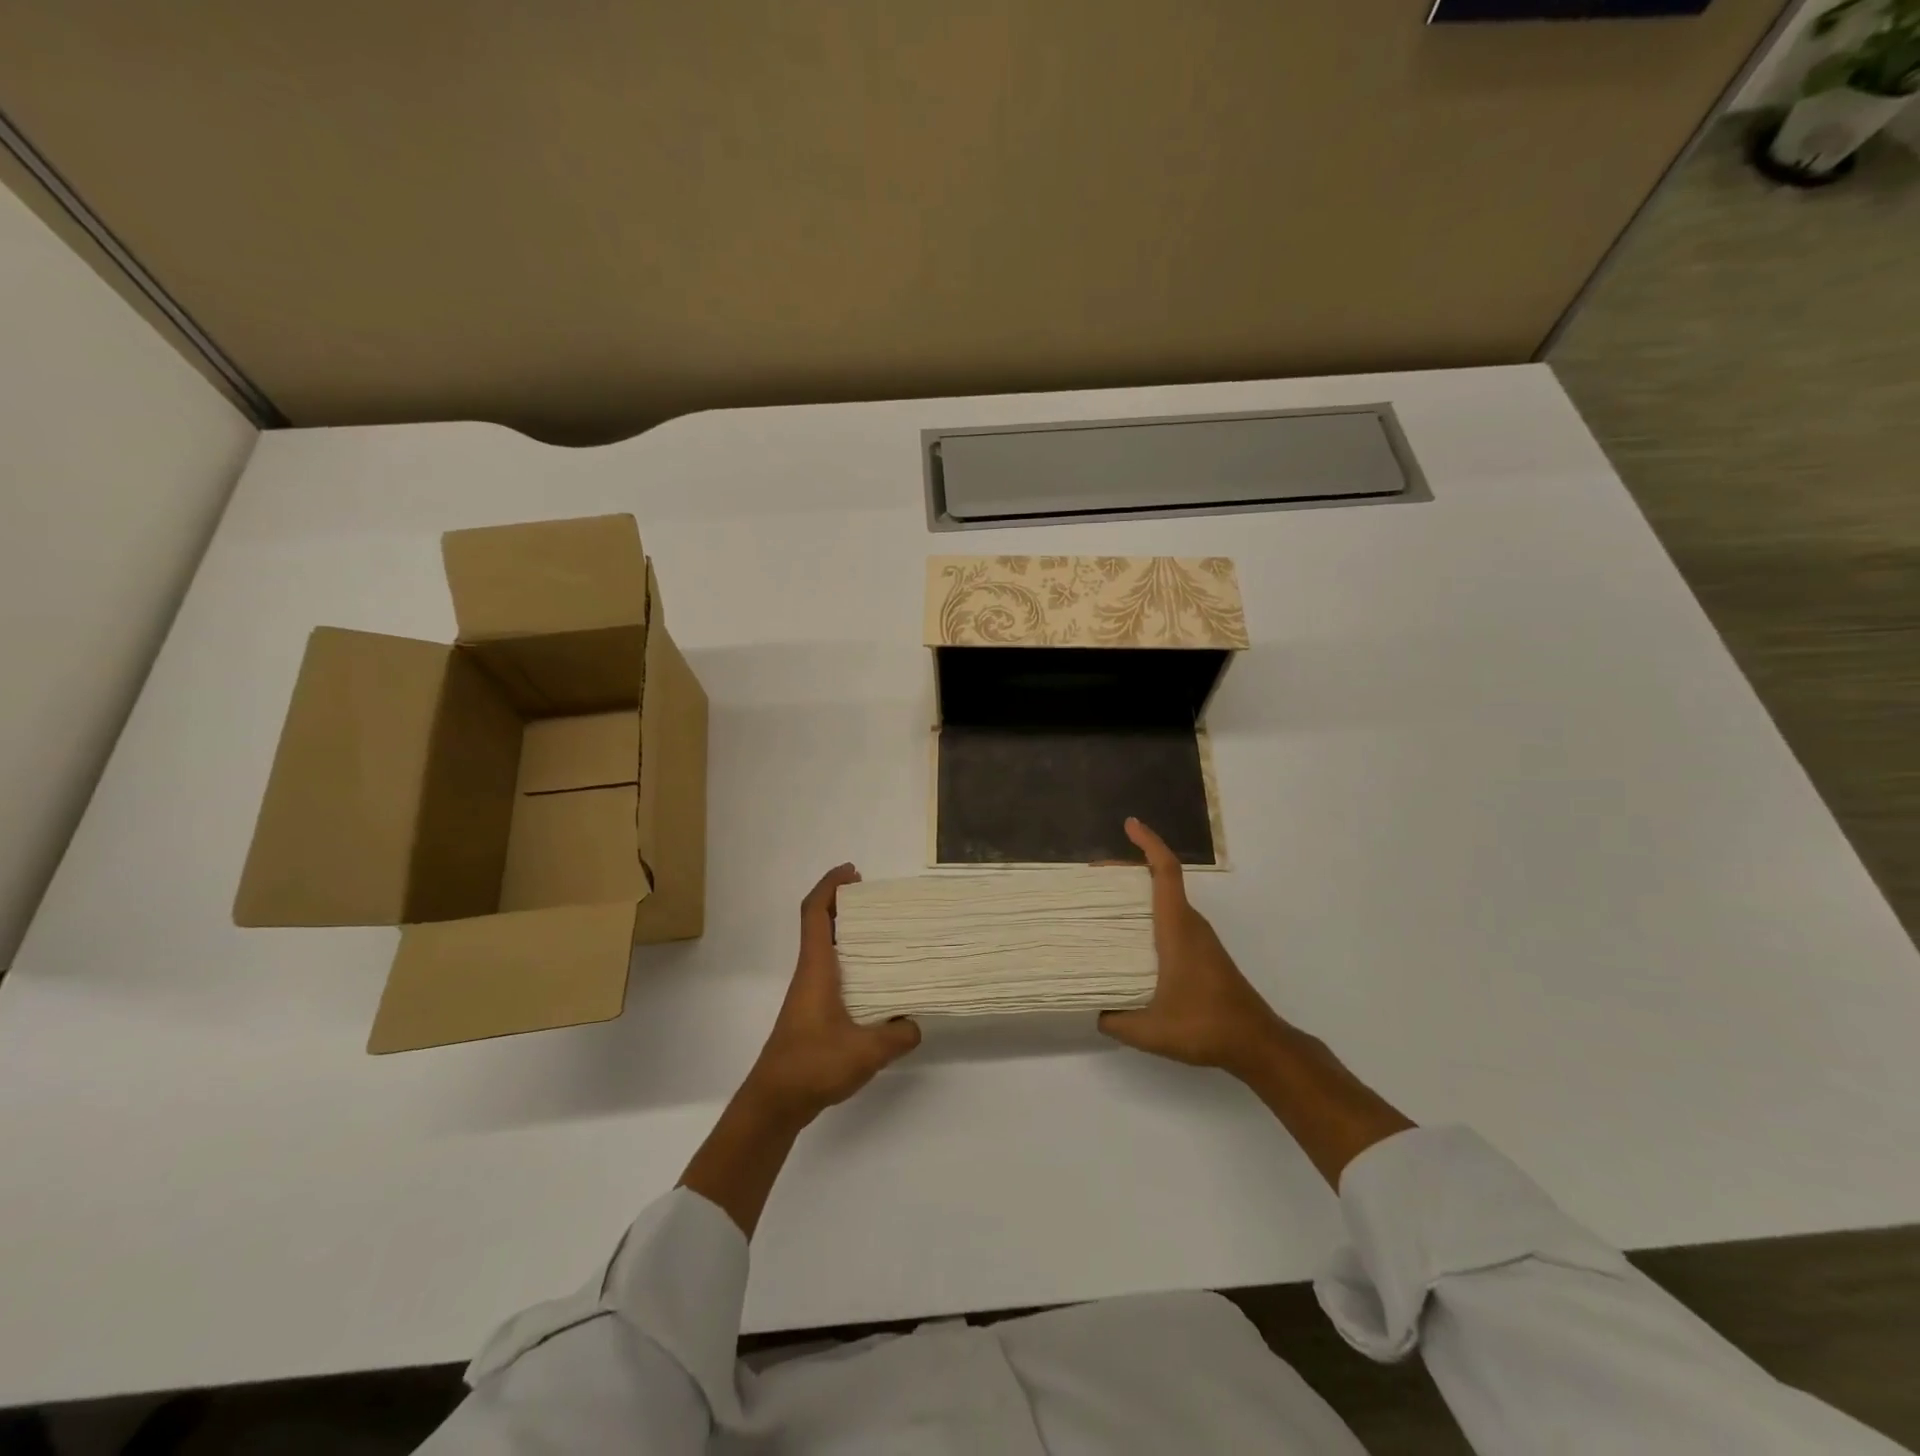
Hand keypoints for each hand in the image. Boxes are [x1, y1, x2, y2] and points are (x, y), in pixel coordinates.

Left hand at [739, 864, 921, 1129]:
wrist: (774, 1103)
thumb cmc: (812, 1066)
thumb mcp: (865, 1052)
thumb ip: (897, 1035)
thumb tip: (915, 1023)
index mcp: (816, 969)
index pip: (815, 913)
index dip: (830, 886)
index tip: (853, 872)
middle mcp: (810, 974)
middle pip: (821, 925)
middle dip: (845, 905)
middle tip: (880, 902)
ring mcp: (809, 994)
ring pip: (827, 950)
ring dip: (848, 935)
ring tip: (885, 936)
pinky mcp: (813, 1014)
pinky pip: (833, 973)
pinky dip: (852, 964)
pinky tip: (877, 983)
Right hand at [1098, 818, 1285, 1077]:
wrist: (1257, 1044)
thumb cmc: (1205, 1026)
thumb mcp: (1149, 1031)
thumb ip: (1114, 1019)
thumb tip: (1094, 1009)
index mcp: (1177, 928)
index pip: (1165, 871)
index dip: (1148, 843)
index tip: (1130, 824)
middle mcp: (1190, 924)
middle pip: (1161, 879)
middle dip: (1128, 869)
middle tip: (1092, 877)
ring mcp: (1199, 938)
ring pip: (1166, 900)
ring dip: (1137, 894)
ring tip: (1102, 904)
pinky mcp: (1202, 953)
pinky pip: (1171, 919)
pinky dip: (1147, 915)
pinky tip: (1129, 938)